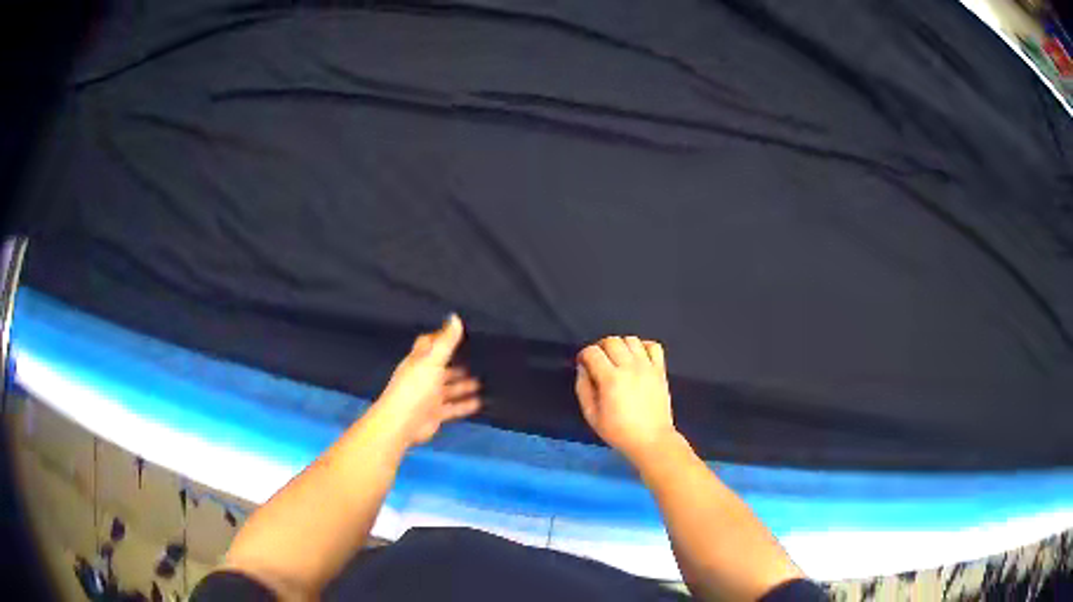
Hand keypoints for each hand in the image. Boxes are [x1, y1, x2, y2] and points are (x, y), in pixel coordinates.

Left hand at [374, 314, 481, 446]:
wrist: (402, 423)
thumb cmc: (416, 387)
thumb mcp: (433, 361)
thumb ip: (446, 342)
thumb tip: (455, 317)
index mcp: (418, 361)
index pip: (429, 344)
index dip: (441, 338)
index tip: (459, 333)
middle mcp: (423, 377)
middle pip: (441, 367)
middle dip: (456, 363)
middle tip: (477, 358)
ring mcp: (429, 396)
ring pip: (449, 389)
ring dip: (463, 385)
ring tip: (482, 381)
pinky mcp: (435, 413)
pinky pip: (453, 408)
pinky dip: (465, 405)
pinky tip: (480, 402)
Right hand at [575, 336, 677, 463]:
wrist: (651, 439)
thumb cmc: (619, 431)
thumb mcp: (592, 415)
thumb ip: (583, 389)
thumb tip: (582, 368)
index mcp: (611, 379)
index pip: (592, 352)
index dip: (584, 355)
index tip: (584, 365)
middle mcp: (630, 367)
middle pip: (611, 341)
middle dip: (600, 348)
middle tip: (599, 362)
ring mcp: (647, 367)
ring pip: (631, 340)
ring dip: (621, 346)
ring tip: (618, 360)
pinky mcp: (660, 370)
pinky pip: (654, 346)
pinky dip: (643, 346)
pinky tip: (638, 358)